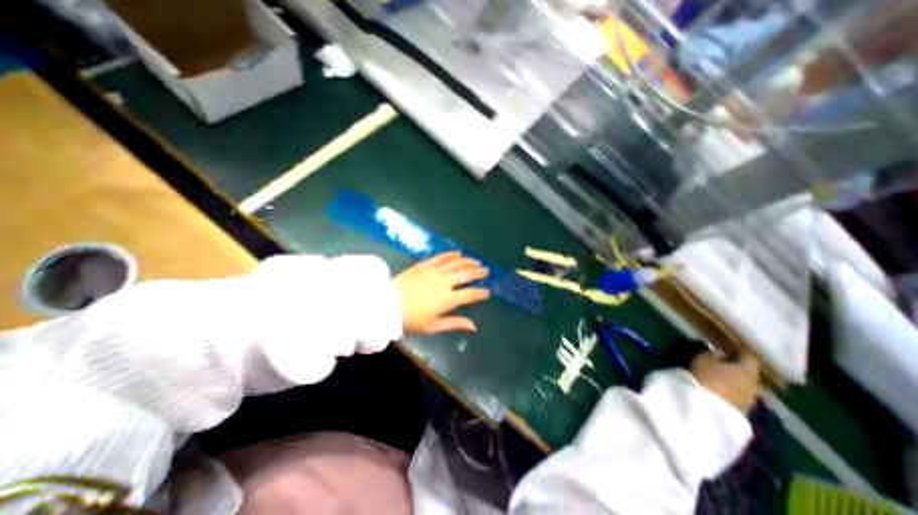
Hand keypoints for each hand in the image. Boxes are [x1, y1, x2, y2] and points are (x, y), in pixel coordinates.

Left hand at [397, 252, 494, 335]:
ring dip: (468, 261)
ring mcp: (435, 271)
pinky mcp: (425, 264)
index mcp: (448, 299)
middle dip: (478, 272)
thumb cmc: (410, 319)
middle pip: (466, 274)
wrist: (386, 304)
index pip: (470, 294)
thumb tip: (474, 327)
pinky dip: (451, 254)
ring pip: (456, 263)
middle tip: (486, 270)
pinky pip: (441, 256)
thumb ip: (455, 323)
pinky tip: (458, 252)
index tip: (487, 292)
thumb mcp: (433, 326)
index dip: (480, 293)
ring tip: (477, 261)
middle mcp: (445, 282)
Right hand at [689, 354, 759, 413]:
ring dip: (735, 383)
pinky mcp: (744, 411)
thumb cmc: (706, 376)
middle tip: (724, 366)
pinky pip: (740, 397)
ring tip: (720, 380)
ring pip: (746, 387)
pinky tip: (721, 391)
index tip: (730, 350)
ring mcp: (752, 400)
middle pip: (750, 374)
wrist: (708, 407)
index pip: (750, 357)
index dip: (740, 353)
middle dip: (738, 370)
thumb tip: (721, 351)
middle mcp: (755, 384)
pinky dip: (732, 393)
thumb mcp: (704, 359)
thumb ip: (714, 354)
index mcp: (748, 369)